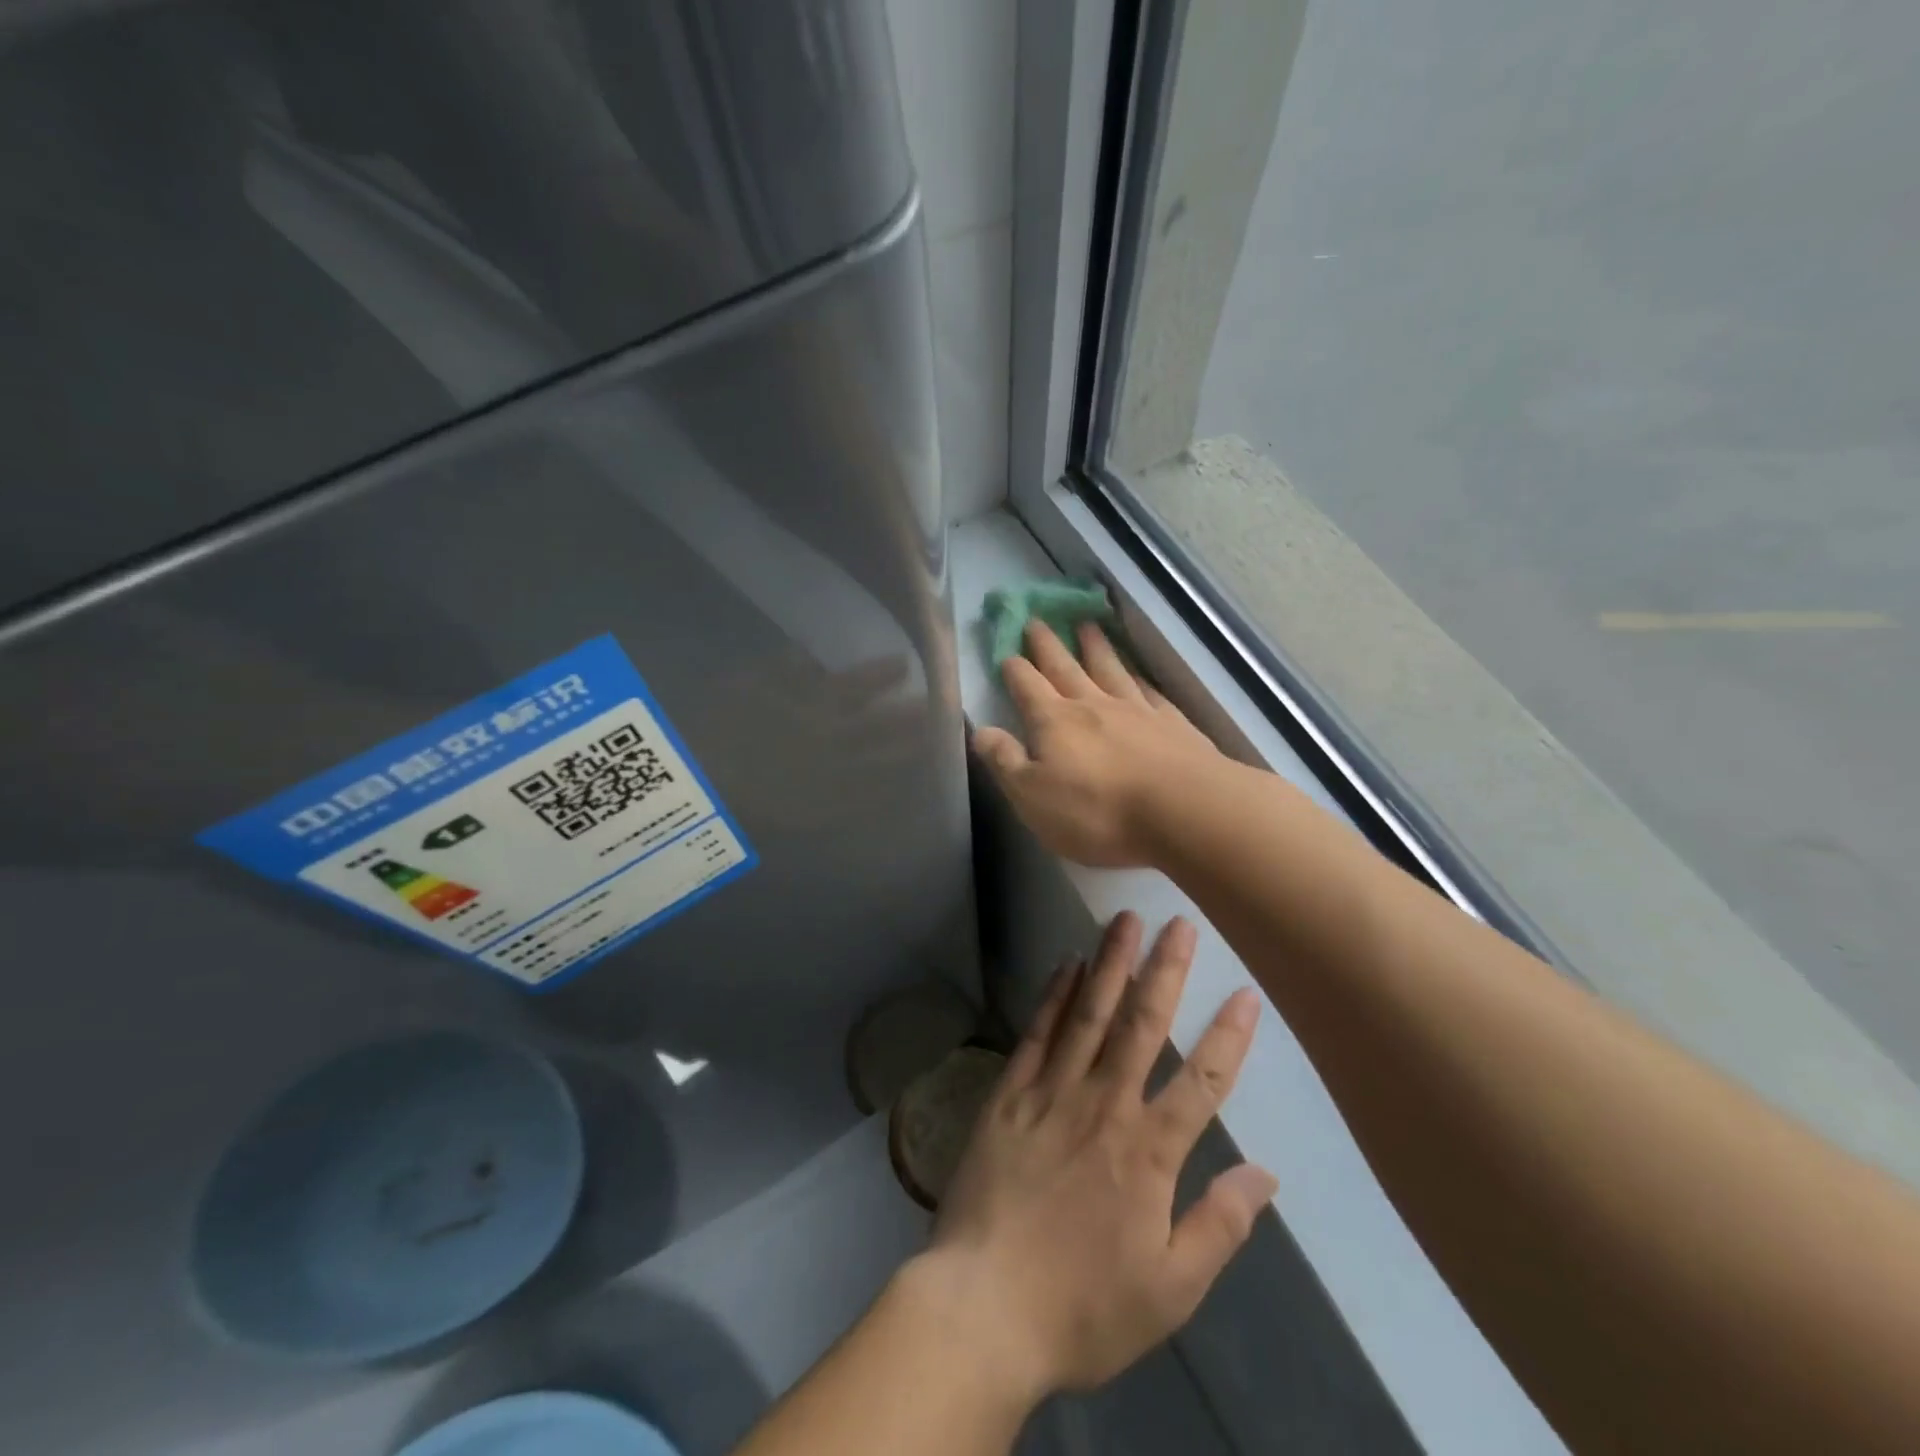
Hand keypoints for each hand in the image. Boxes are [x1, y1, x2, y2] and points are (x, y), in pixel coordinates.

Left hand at [910, 912, 1275, 1399]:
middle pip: (1142, 1026)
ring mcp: (1051, 1094)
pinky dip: (1053, 995)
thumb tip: (1266, 1173)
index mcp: (1147, 1154)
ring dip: (1109, 964)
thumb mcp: (1170, 1290)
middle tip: (1179, 923)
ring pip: (1088, 1015)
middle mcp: (1103, 1106)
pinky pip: (1036, 1033)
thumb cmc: (1083, 1306)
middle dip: (1165, 971)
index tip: (1247, 993)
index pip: (1201, 1083)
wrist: (984, 1307)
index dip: (1228, 1037)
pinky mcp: (1008, 1094)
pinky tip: (1066, 963)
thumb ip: (1220, 1226)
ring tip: (1125, 920)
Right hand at [972, 621, 1226, 866]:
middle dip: (1048, 645)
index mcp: (1054, 722)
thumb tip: (980, 730)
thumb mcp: (1033, 797)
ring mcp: (1136, 710)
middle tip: (1037, 620)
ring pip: (1110, 669)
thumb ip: (1006, 761)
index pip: (1027, 686)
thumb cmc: (1097, 812)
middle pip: (1065, 667)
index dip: (1014, 669)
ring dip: (1095, 647)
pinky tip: (1138, 675)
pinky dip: (1139, 678)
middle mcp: (1093, 705)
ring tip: (1087, 626)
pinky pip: (1149, 691)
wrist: (1183, 810)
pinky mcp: (1172, 724)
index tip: (1006, 652)